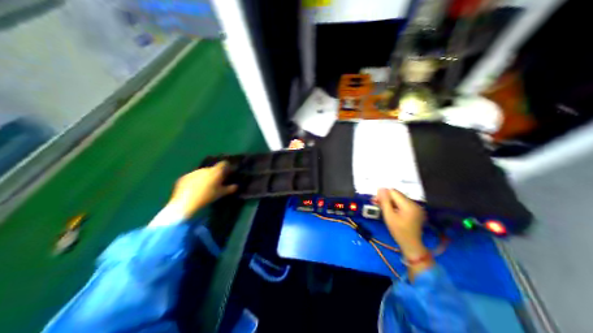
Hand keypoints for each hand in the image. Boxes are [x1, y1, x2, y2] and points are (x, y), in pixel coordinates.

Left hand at [166, 160, 235, 218]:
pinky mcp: (184, 177)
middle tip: (216, 183)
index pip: (224, 164)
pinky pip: (192, 177)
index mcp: (215, 171)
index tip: (228, 173)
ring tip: (204, 188)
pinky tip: (194, 190)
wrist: (186, 202)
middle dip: (215, 174)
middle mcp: (204, 169)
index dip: (226, 167)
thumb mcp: (220, 194)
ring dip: (204, 178)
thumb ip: (230, 188)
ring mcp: (193, 172)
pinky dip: (194, 181)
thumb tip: (236, 186)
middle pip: (212, 169)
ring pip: (202, 173)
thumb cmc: (207, 197)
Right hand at [377, 190, 429, 256]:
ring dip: (391, 202)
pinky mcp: (416, 211)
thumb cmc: (399, 232)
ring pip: (400, 199)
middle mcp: (414, 203)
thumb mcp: (389, 216)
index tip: (375, 200)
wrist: (411, 245)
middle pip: (397, 195)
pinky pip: (404, 204)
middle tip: (376, 203)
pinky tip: (391, 211)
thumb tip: (380, 188)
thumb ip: (385, 201)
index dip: (383, 194)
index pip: (394, 192)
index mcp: (408, 204)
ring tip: (383, 208)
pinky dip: (397, 206)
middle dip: (387, 198)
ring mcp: (416, 207)